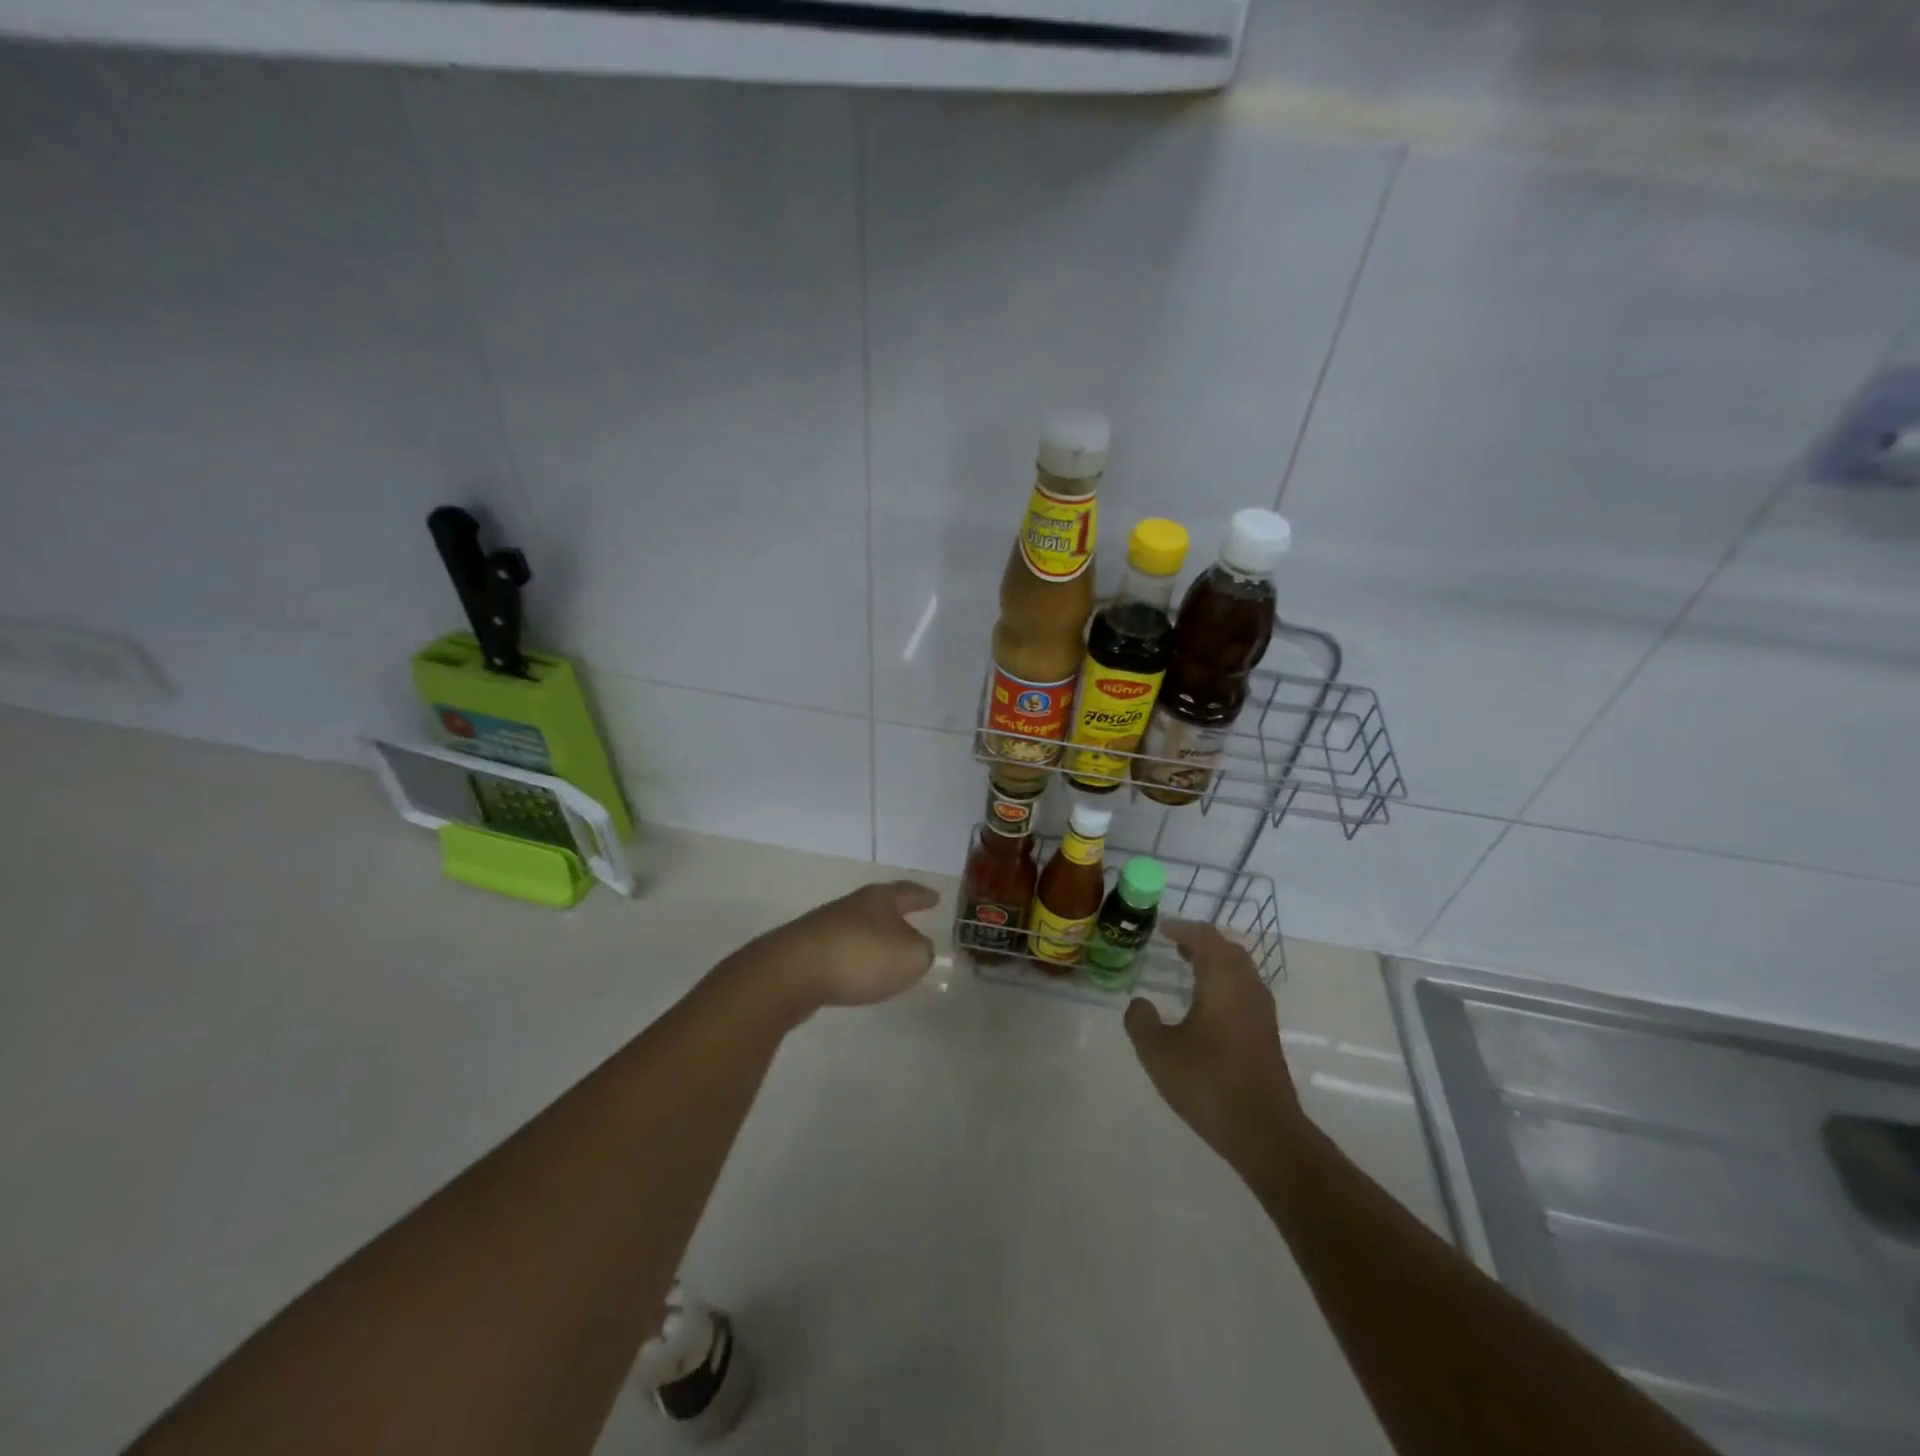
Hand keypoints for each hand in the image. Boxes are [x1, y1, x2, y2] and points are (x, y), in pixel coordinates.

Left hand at [751, 880, 939, 1013]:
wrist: (793, 972)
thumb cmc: (861, 956)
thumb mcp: (910, 956)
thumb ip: (922, 952)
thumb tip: (918, 949)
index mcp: (880, 899)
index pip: (908, 892)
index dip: (923, 896)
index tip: (936, 897)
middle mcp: (853, 906)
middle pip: (880, 907)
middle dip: (897, 916)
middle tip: (913, 923)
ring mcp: (826, 927)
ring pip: (859, 928)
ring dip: (874, 939)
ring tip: (887, 954)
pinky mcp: (807, 951)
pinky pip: (842, 951)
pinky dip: (854, 959)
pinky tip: (858, 974)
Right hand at [1123, 920, 1303, 1169]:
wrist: (1264, 1132)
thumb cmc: (1208, 1083)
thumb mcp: (1157, 1052)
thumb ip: (1141, 1021)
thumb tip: (1139, 1003)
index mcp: (1223, 982)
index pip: (1205, 938)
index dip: (1182, 928)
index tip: (1161, 928)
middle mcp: (1247, 988)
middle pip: (1228, 950)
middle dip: (1201, 942)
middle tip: (1174, 944)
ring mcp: (1262, 1012)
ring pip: (1240, 971)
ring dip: (1215, 962)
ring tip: (1188, 967)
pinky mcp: (1266, 1034)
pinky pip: (1244, 990)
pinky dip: (1224, 983)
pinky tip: (1205, 1005)